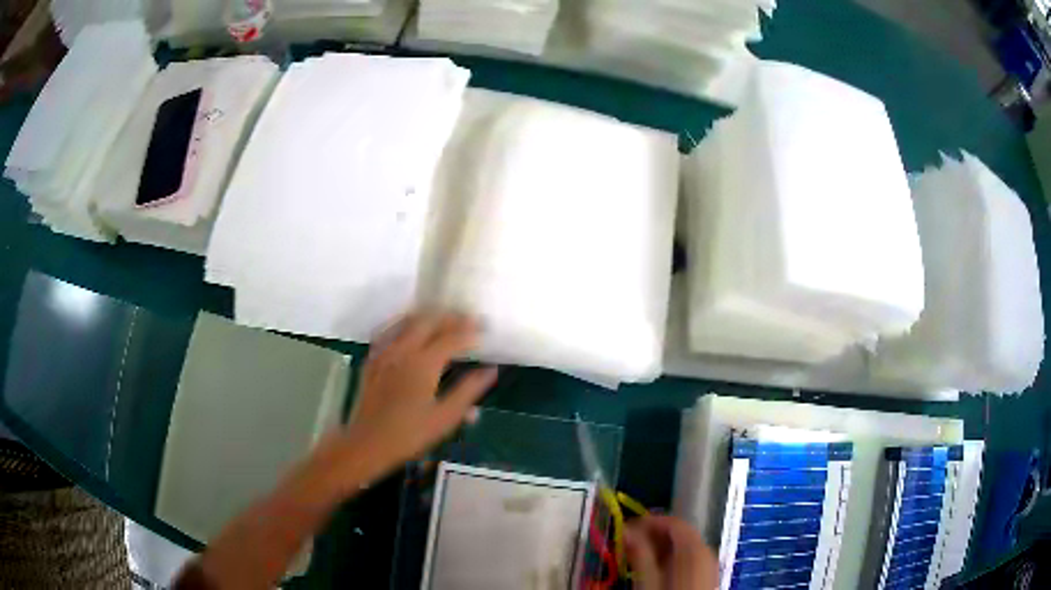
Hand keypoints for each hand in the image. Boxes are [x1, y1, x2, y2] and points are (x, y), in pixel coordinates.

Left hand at [339, 312, 497, 483]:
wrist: (368, 443)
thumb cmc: (410, 434)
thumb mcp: (445, 417)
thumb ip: (469, 390)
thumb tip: (490, 370)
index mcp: (424, 364)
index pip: (451, 337)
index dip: (469, 330)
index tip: (484, 326)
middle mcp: (403, 350)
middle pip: (429, 322)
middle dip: (450, 317)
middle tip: (467, 319)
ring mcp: (384, 352)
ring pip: (407, 321)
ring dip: (428, 316)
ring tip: (443, 318)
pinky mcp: (372, 359)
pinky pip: (389, 330)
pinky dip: (404, 323)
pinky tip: (409, 327)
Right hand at [625, 516, 717, 589]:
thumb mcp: (648, 580)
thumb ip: (639, 553)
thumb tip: (627, 531)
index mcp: (694, 548)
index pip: (672, 522)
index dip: (648, 521)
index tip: (626, 528)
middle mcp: (706, 551)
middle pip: (679, 533)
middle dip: (652, 535)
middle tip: (628, 544)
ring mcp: (709, 564)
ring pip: (683, 546)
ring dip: (660, 548)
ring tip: (638, 557)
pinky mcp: (708, 576)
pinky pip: (689, 558)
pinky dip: (672, 558)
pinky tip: (656, 569)